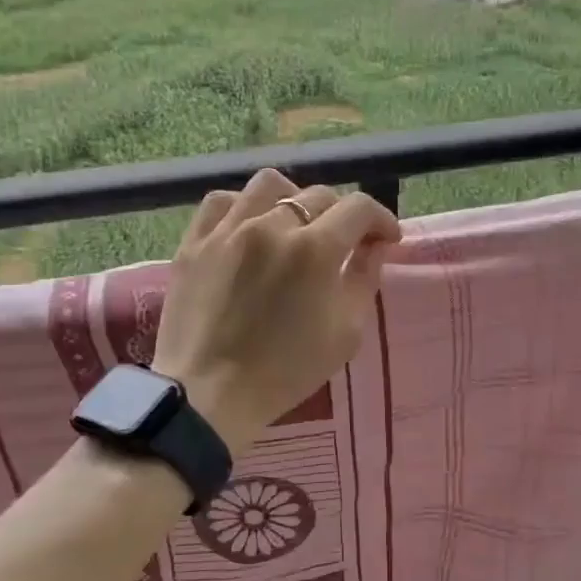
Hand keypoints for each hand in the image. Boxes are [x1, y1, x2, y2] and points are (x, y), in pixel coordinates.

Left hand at [153, 169, 401, 454]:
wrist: (208, 394)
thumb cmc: (285, 372)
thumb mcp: (345, 333)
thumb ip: (364, 280)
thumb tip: (375, 246)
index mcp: (315, 249)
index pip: (358, 208)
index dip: (381, 219)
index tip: (386, 238)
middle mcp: (271, 225)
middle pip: (317, 195)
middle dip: (340, 215)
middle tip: (343, 242)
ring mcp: (227, 230)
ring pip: (268, 185)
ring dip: (293, 199)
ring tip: (294, 224)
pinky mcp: (194, 241)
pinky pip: (221, 201)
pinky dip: (243, 206)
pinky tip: (249, 226)